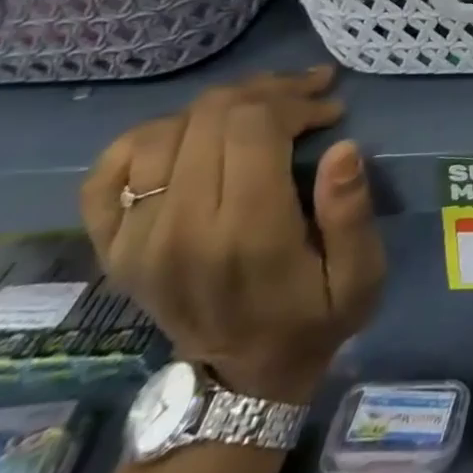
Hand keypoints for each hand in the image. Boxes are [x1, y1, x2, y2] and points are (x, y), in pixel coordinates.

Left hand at [80, 67, 383, 403]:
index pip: (253, 128)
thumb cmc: (314, 317)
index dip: (295, 102)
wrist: (240, 380)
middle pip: (212, 116)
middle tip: (307, 95)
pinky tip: (192, 133)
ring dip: (221, 105)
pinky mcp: (113, 245)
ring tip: (263, 107)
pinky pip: (111, 167)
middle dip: (267, 92)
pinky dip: (150, 136)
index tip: (330, 109)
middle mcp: (179, 229)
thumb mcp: (360, 276)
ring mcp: (136, 238)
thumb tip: (343, 146)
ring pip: (167, 129)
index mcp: (245, 234)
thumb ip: (352, 213)